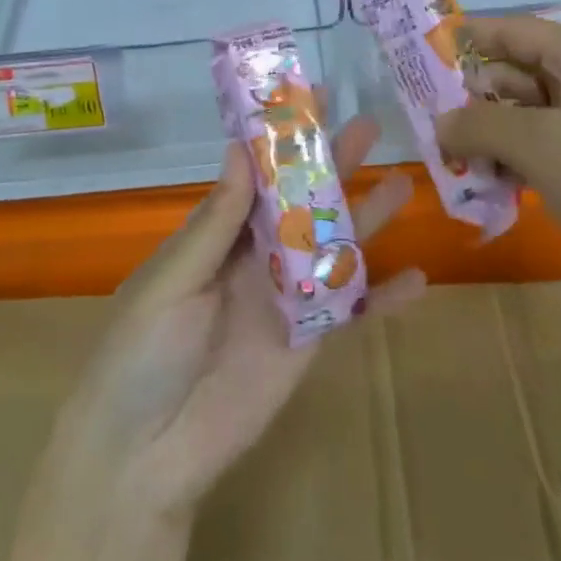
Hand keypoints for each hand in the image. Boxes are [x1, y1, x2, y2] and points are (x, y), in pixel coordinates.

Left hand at [51, 113, 421, 517]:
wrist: (144, 455)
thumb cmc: (140, 355)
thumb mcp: (173, 280)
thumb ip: (216, 222)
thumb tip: (239, 149)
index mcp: (217, 237)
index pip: (258, 178)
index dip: (284, 145)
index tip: (312, 105)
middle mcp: (254, 259)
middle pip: (302, 205)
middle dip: (334, 168)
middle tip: (371, 128)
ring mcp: (285, 300)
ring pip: (333, 249)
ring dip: (367, 220)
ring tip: (404, 183)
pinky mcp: (306, 344)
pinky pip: (349, 314)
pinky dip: (382, 299)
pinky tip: (420, 279)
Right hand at [436, 17, 560, 348]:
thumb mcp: (542, 145)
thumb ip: (481, 125)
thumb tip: (442, 122)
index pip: (510, 30)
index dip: (462, 40)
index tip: (414, 59)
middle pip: (518, 77)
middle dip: (472, 102)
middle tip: (427, 134)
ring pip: (534, 123)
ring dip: (494, 143)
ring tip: (455, 173)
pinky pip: (557, 159)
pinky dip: (524, 170)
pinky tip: (497, 196)